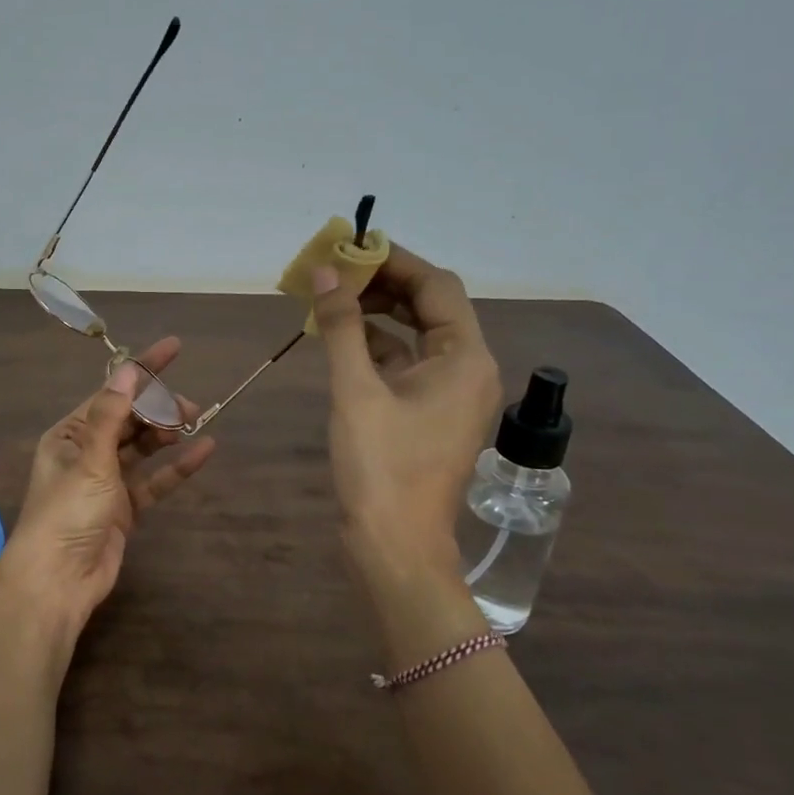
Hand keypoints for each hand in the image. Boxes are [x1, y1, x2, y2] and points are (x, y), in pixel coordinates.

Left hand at [0, 336, 217, 638]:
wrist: (58, 580)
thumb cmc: (66, 512)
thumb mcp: (90, 458)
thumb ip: (112, 414)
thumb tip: (128, 370)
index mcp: (69, 434)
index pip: (111, 392)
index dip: (142, 371)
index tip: (174, 348)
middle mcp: (86, 452)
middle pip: (128, 419)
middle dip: (158, 407)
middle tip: (190, 407)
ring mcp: (105, 482)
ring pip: (142, 448)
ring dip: (166, 434)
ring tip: (197, 422)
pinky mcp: (123, 509)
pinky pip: (154, 481)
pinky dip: (176, 468)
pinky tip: (204, 452)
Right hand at [310, 244, 500, 601]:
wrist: (395, 546)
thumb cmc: (381, 467)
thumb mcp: (356, 390)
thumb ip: (342, 327)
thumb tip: (325, 274)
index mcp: (465, 358)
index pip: (436, 286)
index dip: (394, 260)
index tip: (350, 248)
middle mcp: (468, 369)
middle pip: (430, 307)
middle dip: (383, 285)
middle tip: (334, 274)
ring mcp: (450, 394)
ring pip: (416, 335)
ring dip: (377, 314)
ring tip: (331, 301)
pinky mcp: (429, 414)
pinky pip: (406, 364)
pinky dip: (376, 347)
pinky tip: (340, 340)